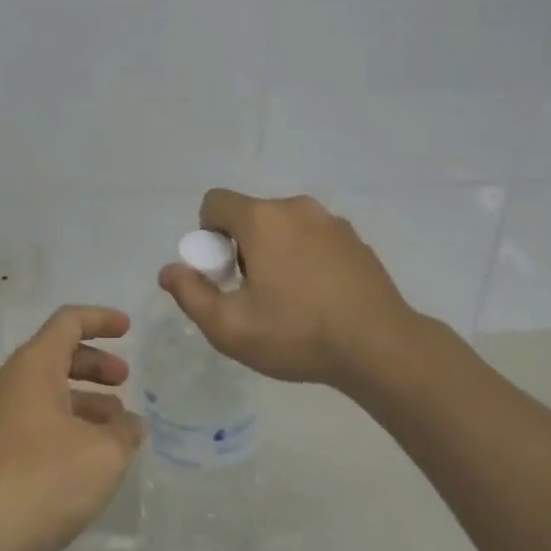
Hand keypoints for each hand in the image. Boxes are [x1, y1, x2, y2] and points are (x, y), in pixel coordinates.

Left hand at [0, 305, 143, 550]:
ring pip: (44, 393)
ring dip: (82, 401)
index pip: (68, 322)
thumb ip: (124, 433)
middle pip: (55, 356)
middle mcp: (8, 383)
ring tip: (114, 429)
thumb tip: (130, 424)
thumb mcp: (102, 456)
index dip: (101, 319)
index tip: (128, 329)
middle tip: (125, 382)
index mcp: (33, 366)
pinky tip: (83, 461)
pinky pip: (31, 422)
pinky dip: (63, 426)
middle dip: (94, 365)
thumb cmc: (39, 481)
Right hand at [158, 189, 426, 387]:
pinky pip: (315, 239)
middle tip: (252, 294)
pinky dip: (306, 259)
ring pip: (285, 227)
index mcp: (262, 219)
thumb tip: (170, 270)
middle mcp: (296, 208)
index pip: (215, 202)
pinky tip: (319, 300)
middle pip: (251, 216)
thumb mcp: (230, 327)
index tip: (221, 273)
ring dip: (275, 252)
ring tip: (288, 301)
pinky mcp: (356, 240)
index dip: (206, 234)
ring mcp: (332, 222)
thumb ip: (191, 294)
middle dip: (241, 247)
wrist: (381, 348)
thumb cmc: (297, 333)